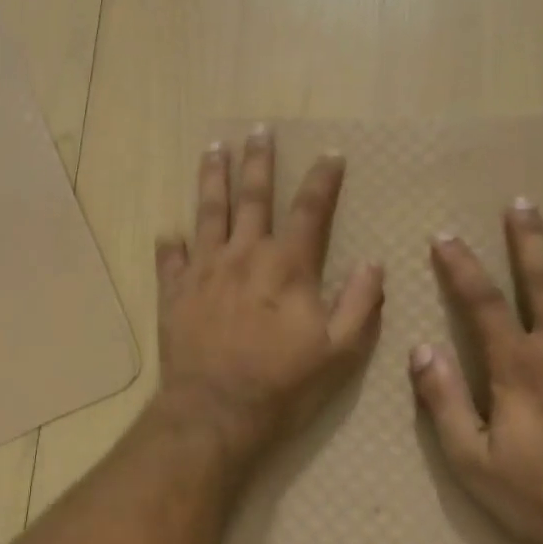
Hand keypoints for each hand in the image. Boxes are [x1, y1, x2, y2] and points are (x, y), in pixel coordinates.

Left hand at [154, 130, 384, 464]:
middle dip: (259, 161)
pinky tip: (169, 231)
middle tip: (258, 131)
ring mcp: (204, 271)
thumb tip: (374, 264)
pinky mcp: (174, 293)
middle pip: (253, 197)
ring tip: (213, 150)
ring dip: (212, 179)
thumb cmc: (282, 385)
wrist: (215, 412)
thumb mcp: (339, 353)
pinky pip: (170, 259)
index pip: (311, 210)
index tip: (330, 154)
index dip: (323, 180)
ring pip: (208, 213)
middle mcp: (244, 256)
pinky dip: (170, 243)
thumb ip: (360, 305)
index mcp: (287, 266)